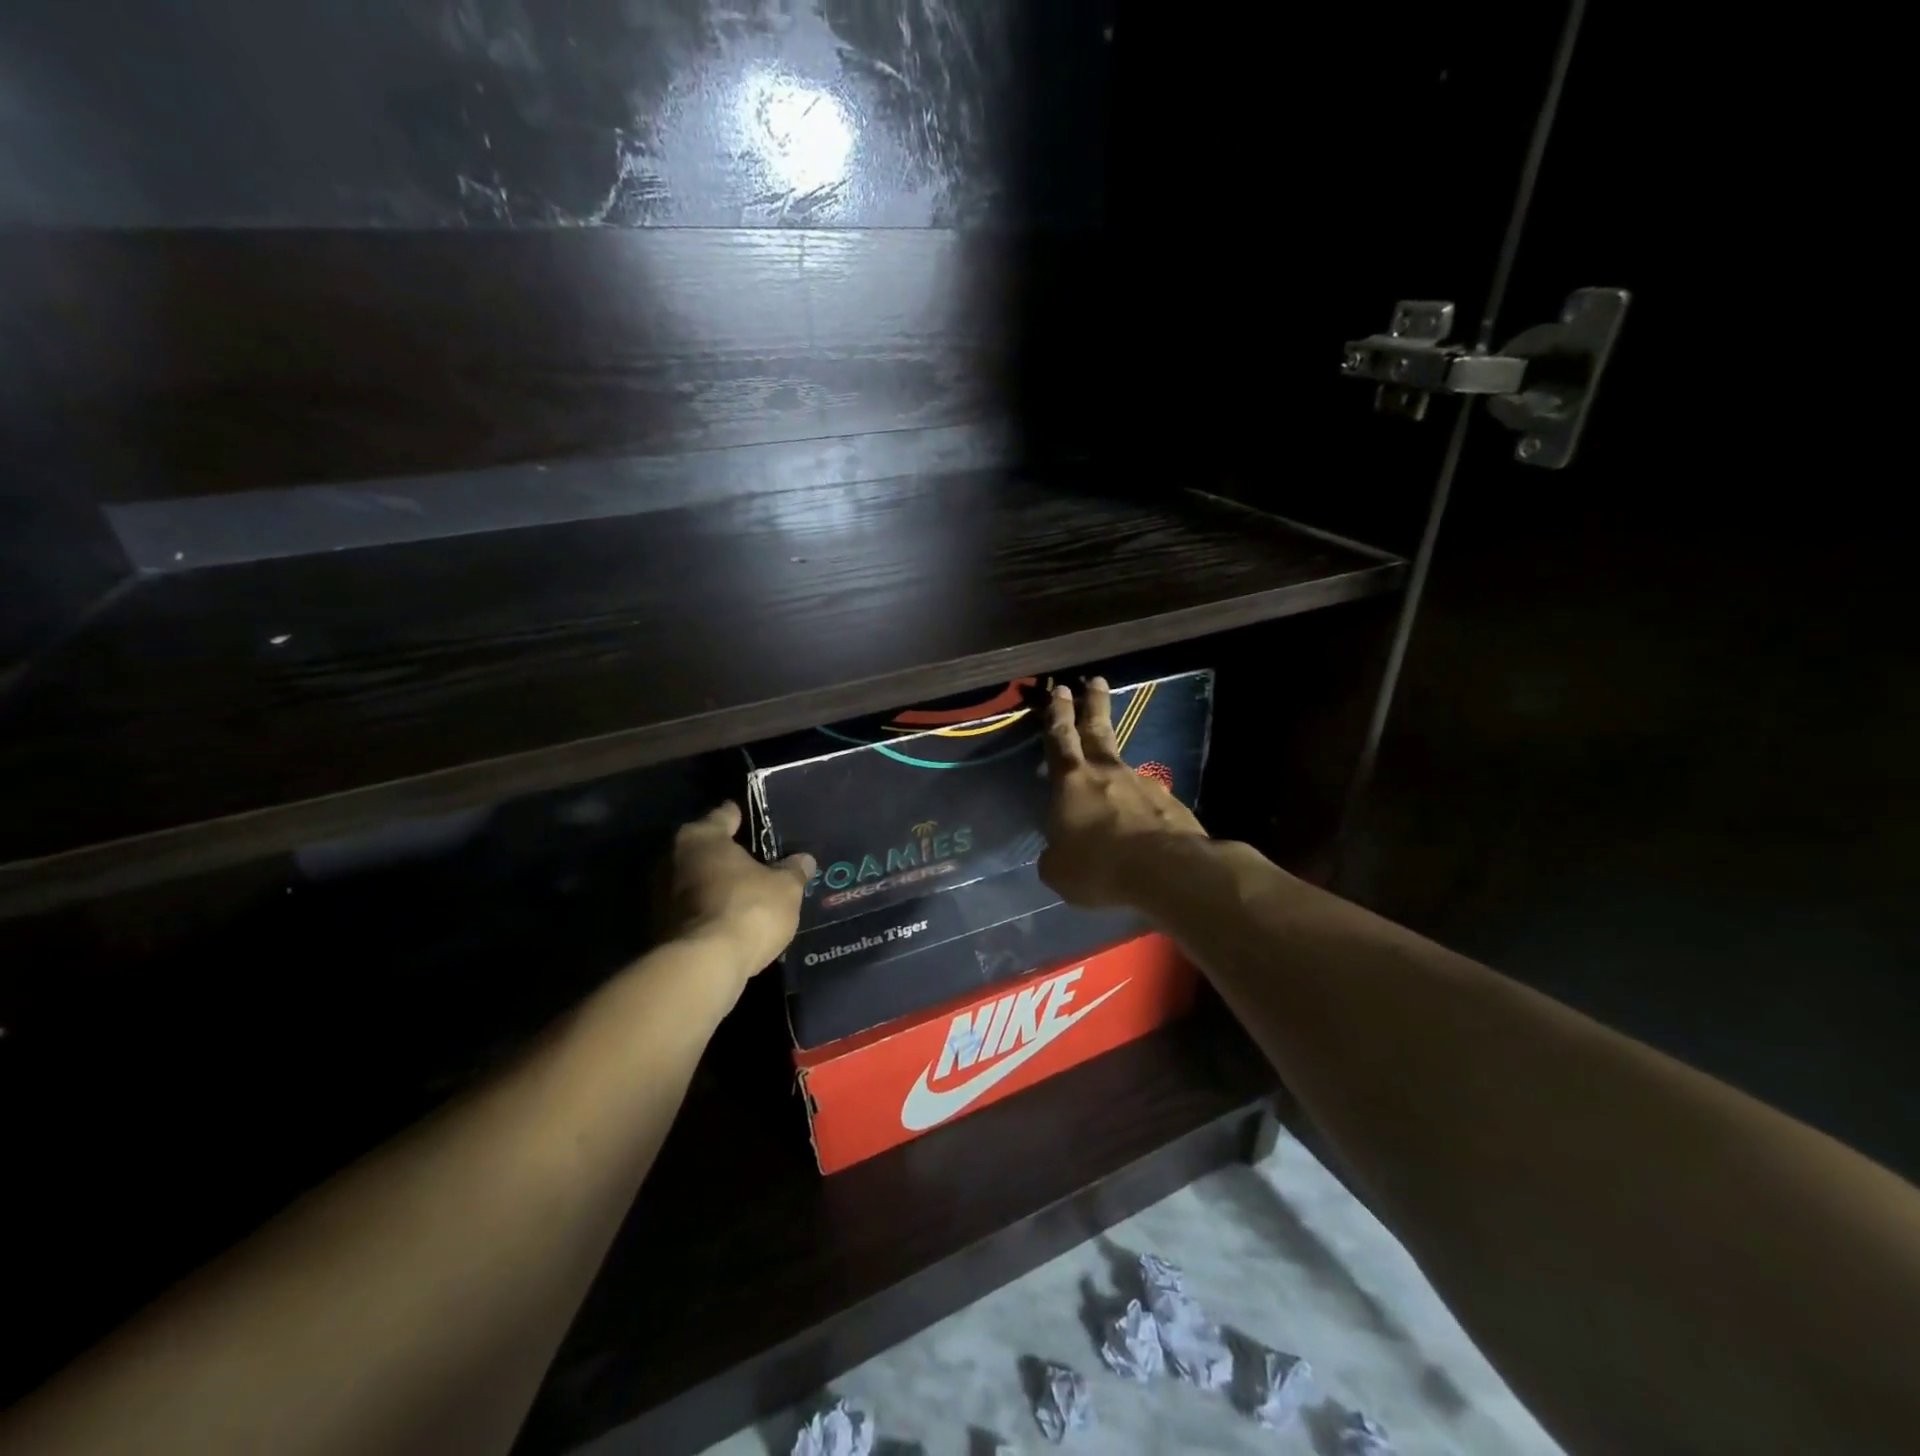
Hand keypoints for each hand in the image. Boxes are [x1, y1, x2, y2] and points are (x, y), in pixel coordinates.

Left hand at [667, 803, 814, 982]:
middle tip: (762, 860)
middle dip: (731, 855)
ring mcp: (660, 896)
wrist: (702, 968)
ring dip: (719, 886)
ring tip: (750, 893)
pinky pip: (694, 910)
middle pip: (708, 849)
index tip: (762, 822)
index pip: (725, 814)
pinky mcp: (660, 929)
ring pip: (698, 881)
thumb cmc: (747, 909)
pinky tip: (734, 920)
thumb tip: (803, 859)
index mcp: (700, 837)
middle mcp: (672, 859)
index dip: (745, 817)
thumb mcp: (785, 888)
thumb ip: (794, 870)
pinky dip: (711, 911)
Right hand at [1038, 678, 1206, 906]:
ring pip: (1124, 768)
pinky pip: (1148, 801)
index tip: (1061, 690)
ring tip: (1114, 785)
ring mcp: (1143, 785)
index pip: (1060, 738)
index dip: (1058, 714)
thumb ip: (1055, 854)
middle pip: (1098, 730)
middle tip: (1096, 681)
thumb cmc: (1098, 866)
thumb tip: (1060, 852)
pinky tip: (1141, 826)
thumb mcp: (1058, 870)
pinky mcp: (1171, 804)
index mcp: (1072, 781)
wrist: (1167, 871)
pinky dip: (1141, 807)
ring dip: (1116, 768)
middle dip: (1094, 705)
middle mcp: (1108, 772)